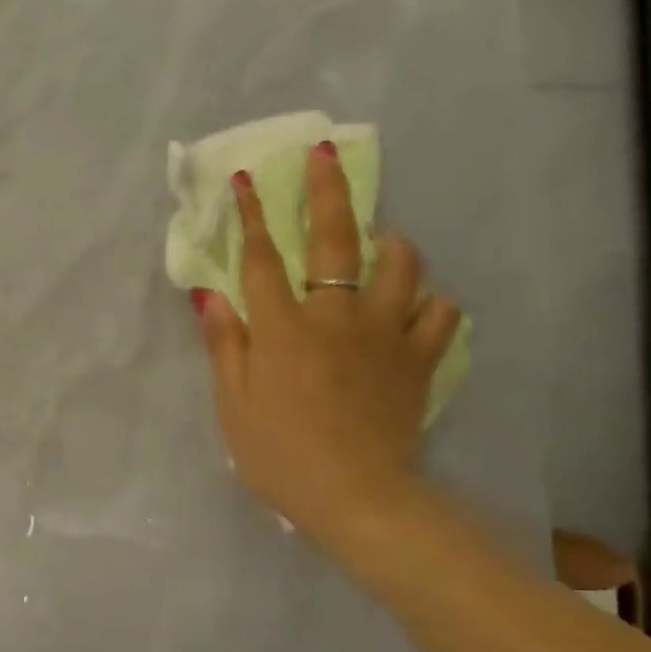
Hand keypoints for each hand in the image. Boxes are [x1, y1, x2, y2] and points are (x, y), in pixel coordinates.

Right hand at [193, 146, 462, 543]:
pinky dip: (428, 302)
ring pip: (400, 264)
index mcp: (282, 329)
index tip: (246, 180)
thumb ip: (224, 345)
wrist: (354, 497)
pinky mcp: (418, 359)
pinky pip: (440, 313)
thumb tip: (210, 295)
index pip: (262, 258)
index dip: (253, 216)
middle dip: (326, 191)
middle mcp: (335, 317)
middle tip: (324, 154)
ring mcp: (384, 334)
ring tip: (381, 239)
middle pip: (334, 240)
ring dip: (390, 242)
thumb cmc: (279, 455)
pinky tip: (414, 306)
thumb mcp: (232, 405)